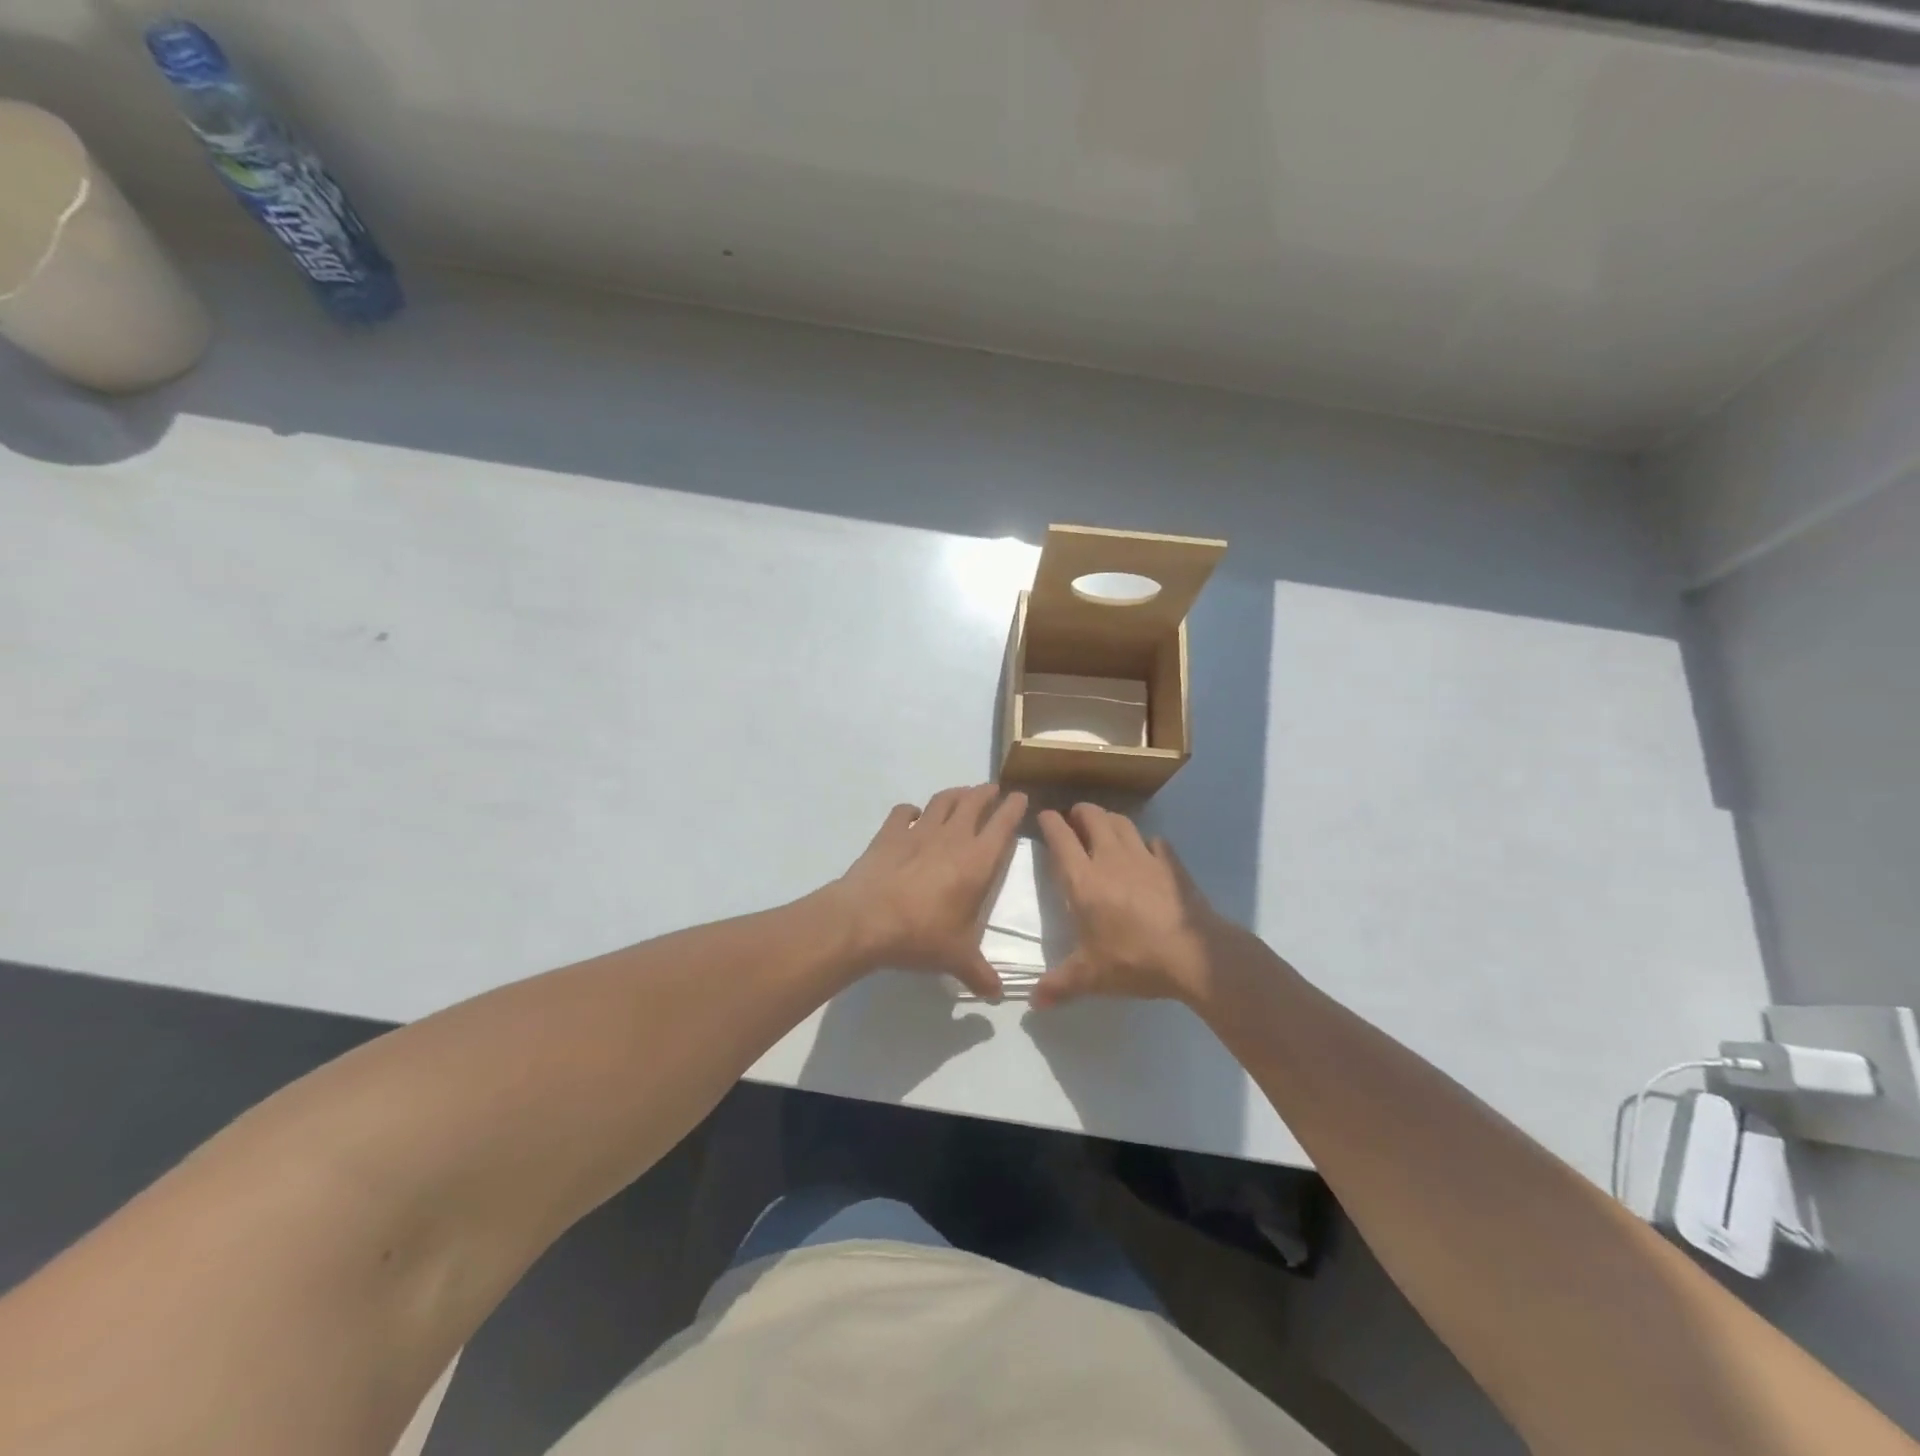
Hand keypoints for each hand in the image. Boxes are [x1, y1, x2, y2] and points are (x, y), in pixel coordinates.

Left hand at [833, 784, 1027, 1000]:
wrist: (865, 920)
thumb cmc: (920, 935)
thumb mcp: (956, 958)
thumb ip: (979, 973)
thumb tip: (997, 996)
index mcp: (977, 861)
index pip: (1002, 824)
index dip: (1014, 808)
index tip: (1020, 797)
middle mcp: (952, 837)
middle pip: (973, 802)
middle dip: (986, 793)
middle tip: (993, 790)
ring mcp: (918, 831)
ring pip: (942, 800)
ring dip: (955, 794)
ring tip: (961, 794)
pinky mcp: (889, 833)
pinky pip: (904, 811)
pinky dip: (912, 810)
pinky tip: (913, 815)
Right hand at [1033, 803, 1222, 1008]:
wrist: (1194, 954)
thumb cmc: (1134, 960)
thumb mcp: (1091, 977)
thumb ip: (1060, 985)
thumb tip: (1033, 1003)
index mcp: (1084, 880)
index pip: (1061, 837)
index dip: (1049, 822)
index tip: (1044, 816)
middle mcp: (1111, 859)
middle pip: (1092, 817)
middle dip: (1080, 812)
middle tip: (1074, 819)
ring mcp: (1144, 857)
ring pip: (1122, 822)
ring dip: (1108, 819)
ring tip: (1104, 827)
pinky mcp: (1171, 863)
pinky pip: (1154, 841)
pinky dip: (1144, 842)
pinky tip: (1146, 853)